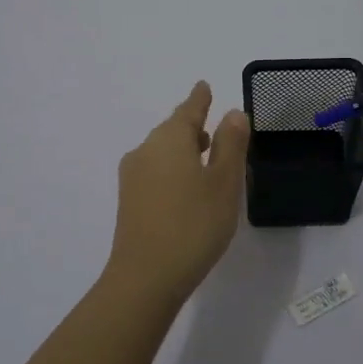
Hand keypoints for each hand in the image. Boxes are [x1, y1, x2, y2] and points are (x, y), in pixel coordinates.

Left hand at [102, 81, 249, 304]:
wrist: (145, 278)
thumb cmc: (194, 224)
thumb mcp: (224, 182)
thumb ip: (231, 144)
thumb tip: (233, 112)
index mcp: (170, 139)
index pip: (188, 109)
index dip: (199, 99)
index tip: (204, 86)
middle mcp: (146, 150)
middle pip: (172, 130)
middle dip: (193, 127)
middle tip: (215, 129)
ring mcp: (133, 177)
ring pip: (162, 151)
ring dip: (183, 150)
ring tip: (206, 158)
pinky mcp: (130, 201)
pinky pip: (155, 171)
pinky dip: (173, 169)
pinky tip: (187, 187)